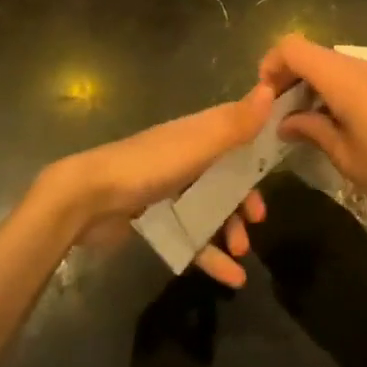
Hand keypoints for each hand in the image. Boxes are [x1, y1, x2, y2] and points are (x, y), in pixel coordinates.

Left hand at [42, 83, 274, 287]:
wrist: (89, 199)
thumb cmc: (149, 166)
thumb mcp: (199, 144)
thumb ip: (235, 123)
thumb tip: (271, 89)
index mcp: (197, 134)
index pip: (237, 134)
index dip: (258, 150)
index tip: (277, 169)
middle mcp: (187, 157)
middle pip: (227, 176)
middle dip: (245, 198)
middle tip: (256, 220)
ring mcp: (170, 189)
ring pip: (212, 208)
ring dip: (230, 229)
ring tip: (241, 252)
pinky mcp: (157, 219)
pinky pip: (193, 236)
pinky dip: (212, 255)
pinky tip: (231, 277)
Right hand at [260, 35, 366, 214]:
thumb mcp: (344, 154)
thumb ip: (311, 130)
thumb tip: (285, 122)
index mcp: (341, 77)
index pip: (292, 48)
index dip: (271, 64)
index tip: (263, 98)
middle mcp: (357, 65)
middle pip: (310, 53)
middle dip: (287, 77)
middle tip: (277, 114)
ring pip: (329, 64)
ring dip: (309, 84)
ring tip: (302, 121)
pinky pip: (348, 75)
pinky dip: (330, 89)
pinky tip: (333, 122)